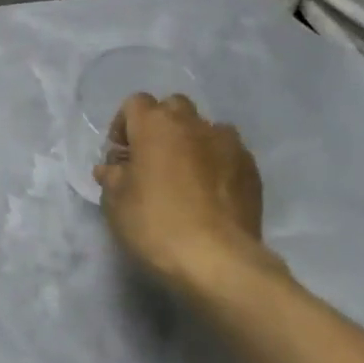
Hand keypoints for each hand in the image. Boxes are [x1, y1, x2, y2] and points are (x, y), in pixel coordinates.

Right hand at [95, 93, 278, 293]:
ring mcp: (229, 144)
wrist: (216, 258)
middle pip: (173, 107)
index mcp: (156, 125)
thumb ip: (112, 176)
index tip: (120, 156)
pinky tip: (208, 193)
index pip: (135, 103)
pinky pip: (227, 153)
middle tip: (151, 161)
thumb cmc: (154, 223)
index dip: (124, 126)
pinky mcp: (251, 169)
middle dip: (159, 127)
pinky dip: (215, 163)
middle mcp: (194, 124)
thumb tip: (113, 168)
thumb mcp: (115, 202)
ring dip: (191, 143)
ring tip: (184, 176)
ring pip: (205, 128)